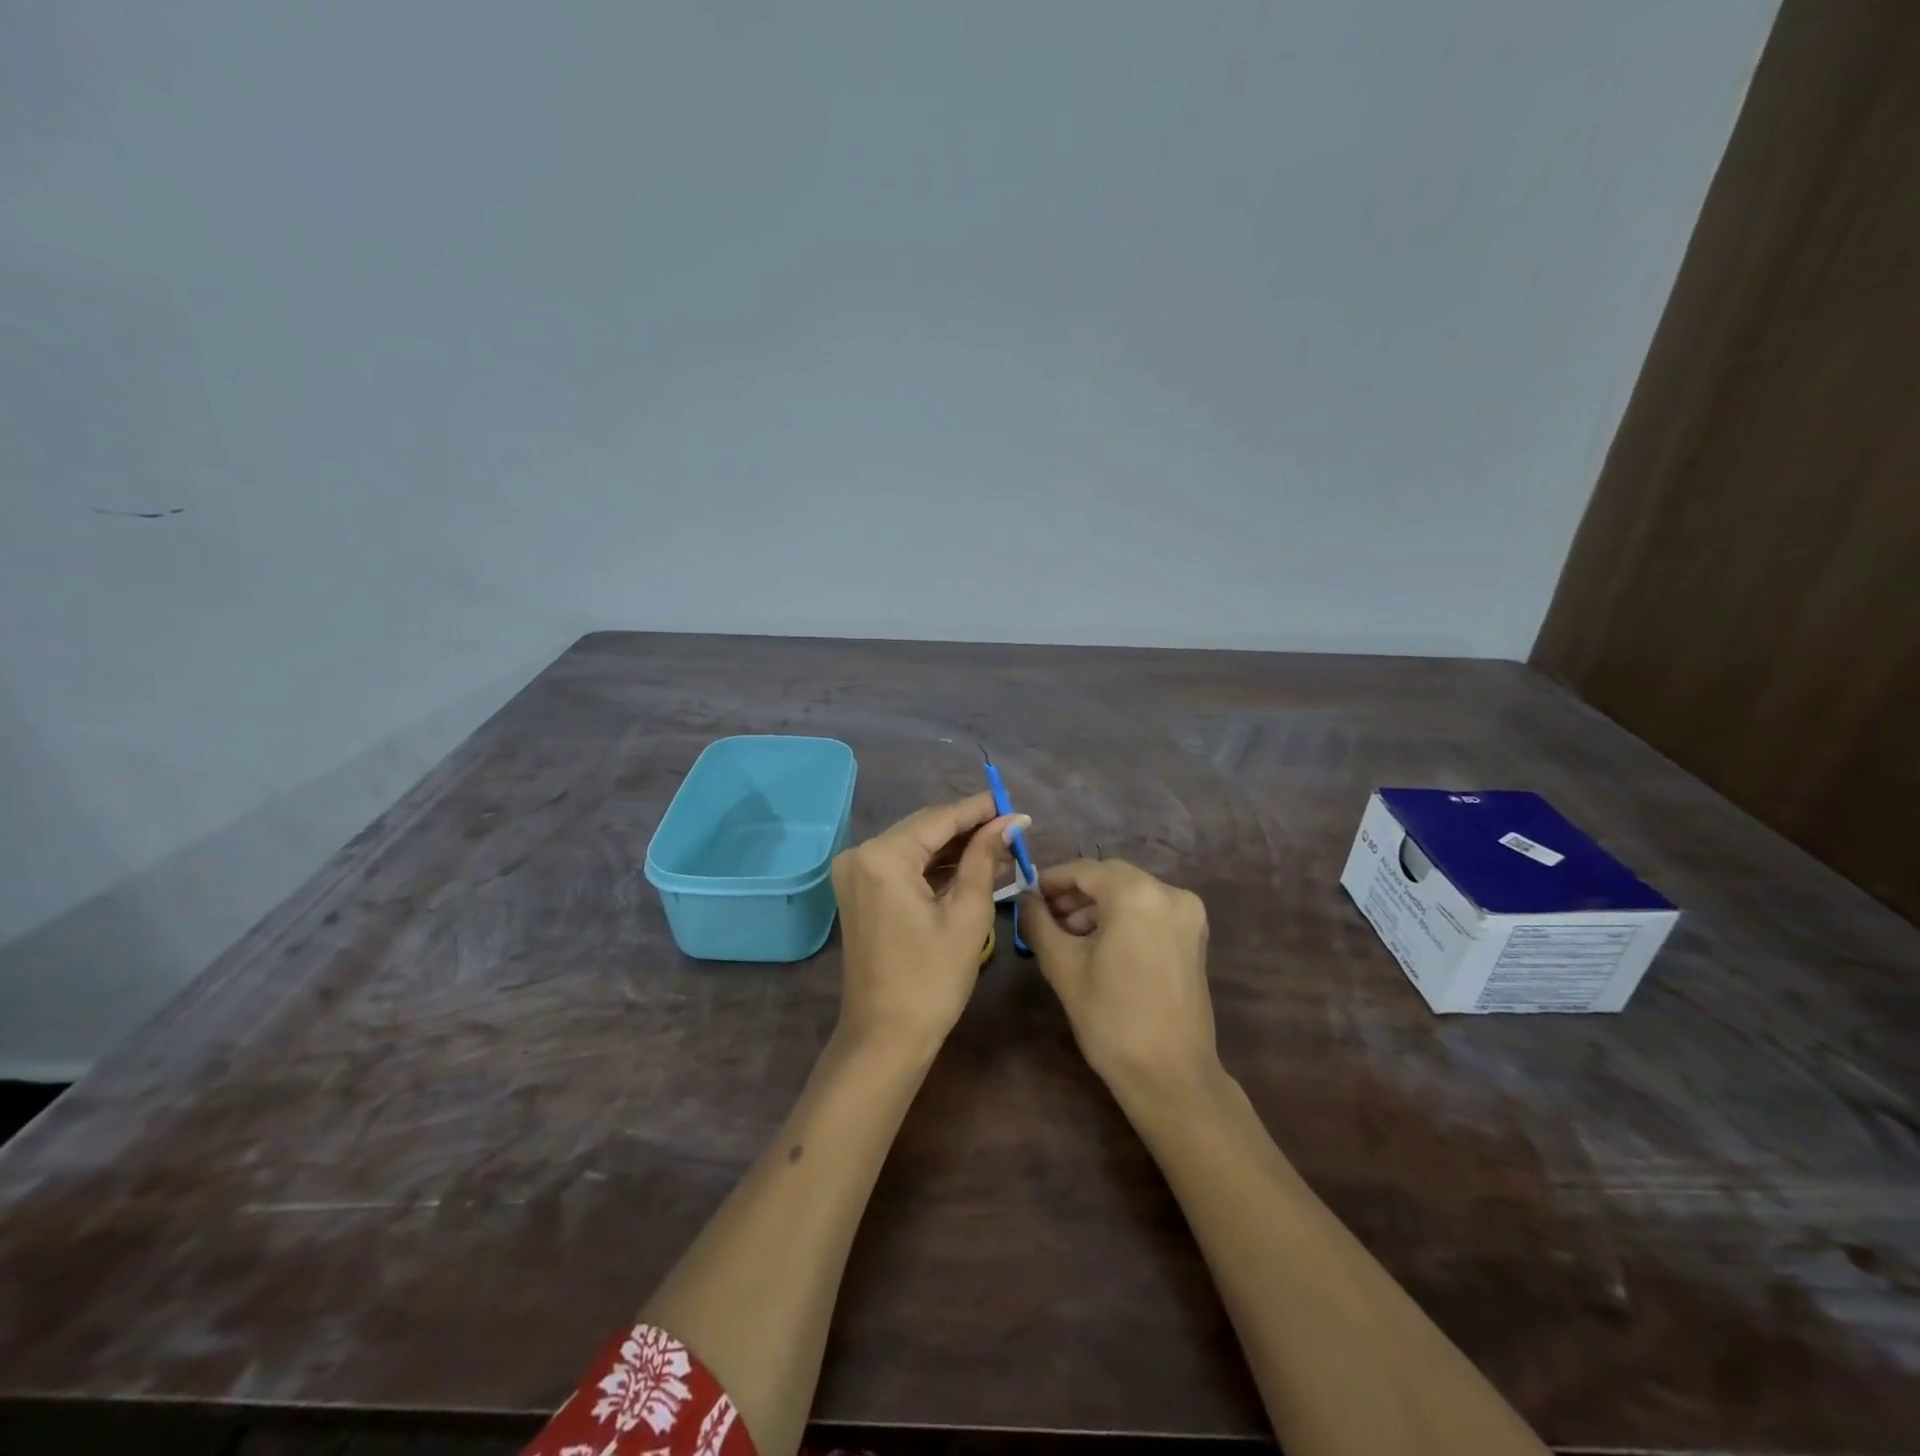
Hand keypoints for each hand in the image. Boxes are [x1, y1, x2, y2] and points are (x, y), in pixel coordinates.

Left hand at [831, 792, 1026, 1058]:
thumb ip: (985, 858)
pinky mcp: (859, 891)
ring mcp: (855, 873)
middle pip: (924, 828)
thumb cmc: (932, 979)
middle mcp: (861, 854)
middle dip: (968, 827)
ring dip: (953, 847)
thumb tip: (1010, 822)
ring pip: (914, 845)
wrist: (885, 1037)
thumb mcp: (967, 914)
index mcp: (883, 856)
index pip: (939, 818)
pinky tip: (968, 866)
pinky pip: (902, 865)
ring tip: (999, 847)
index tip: (1014, 804)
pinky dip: (933, 865)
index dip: (979, 810)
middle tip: (1012, 828)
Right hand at [1021, 859, 1218, 1097]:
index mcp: (1137, 894)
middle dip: (1075, 893)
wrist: (1170, 1075)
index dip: (1052, 880)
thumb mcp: (1063, 966)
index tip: (1027, 895)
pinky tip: (1098, 943)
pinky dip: (1122, 917)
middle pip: (1110, 877)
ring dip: (1097, 906)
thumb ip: (1038, 922)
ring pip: (1131, 893)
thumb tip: (1024, 899)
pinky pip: (1149, 910)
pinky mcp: (1194, 936)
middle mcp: (1169, 893)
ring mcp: (1188, 914)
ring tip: (1066, 934)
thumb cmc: (1111, 1018)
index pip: (1084, 870)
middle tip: (1043, 915)